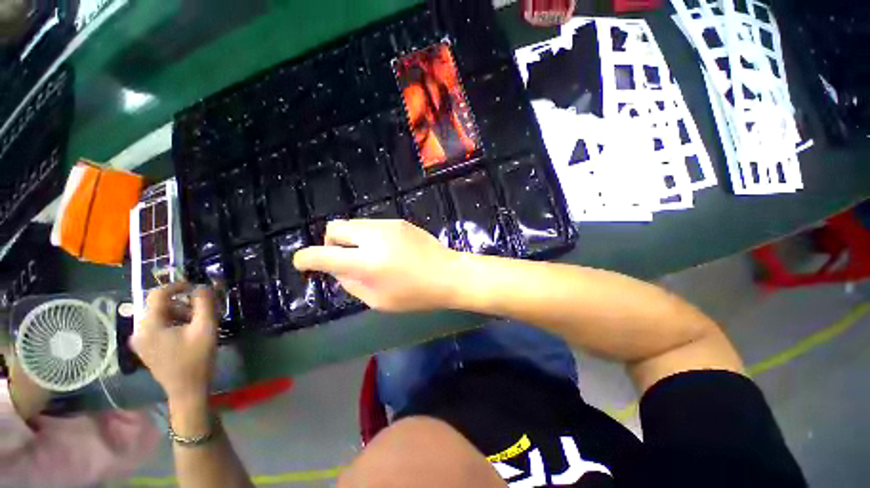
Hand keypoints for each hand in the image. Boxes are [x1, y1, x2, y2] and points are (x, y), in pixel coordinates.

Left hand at [131, 282, 217, 402]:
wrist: (188, 390)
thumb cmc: (197, 359)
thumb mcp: (205, 328)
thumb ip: (204, 304)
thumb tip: (203, 286)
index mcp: (149, 326)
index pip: (158, 294)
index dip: (177, 286)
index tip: (196, 287)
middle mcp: (139, 331)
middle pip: (160, 306)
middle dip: (183, 304)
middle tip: (204, 310)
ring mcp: (141, 341)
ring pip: (161, 316)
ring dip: (181, 314)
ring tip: (199, 323)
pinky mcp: (146, 348)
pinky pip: (159, 327)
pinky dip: (174, 324)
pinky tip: (189, 332)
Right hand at [294, 219, 459, 311]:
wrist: (449, 274)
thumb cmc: (416, 295)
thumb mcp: (379, 300)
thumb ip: (352, 284)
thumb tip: (338, 270)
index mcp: (367, 262)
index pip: (322, 255)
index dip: (306, 259)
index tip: (304, 263)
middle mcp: (373, 237)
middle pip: (334, 228)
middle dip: (330, 243)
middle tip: (343, 259)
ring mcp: (388, 225)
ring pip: (353, 224)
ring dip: (351, 239)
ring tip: (367, 255)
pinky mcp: (399, 221)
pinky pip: (372, 225)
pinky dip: (368, 236)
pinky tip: (385, 249)